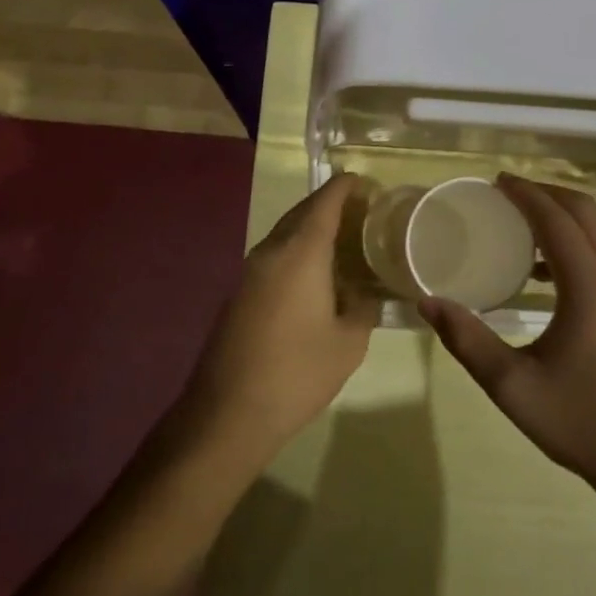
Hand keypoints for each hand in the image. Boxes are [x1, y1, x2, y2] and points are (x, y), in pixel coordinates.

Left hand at [183, 174, 379, 466]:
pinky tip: (315, 276)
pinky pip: (274, 258)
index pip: (325, 202)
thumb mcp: (349, 342)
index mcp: (301, 253)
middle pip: (302, 213)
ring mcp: (249, 272)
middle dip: (330, 205)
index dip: (346, 187)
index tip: (366, 182)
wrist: (228, 413)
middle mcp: (271, 252)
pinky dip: (297, 253)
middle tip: (362, 212)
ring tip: (343, 241)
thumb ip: (363, 308)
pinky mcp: (239, 294)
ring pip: (285, 235)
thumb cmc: (298, 372)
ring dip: (312, 230)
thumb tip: (365, 294)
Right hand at [421, 175, 595, 500]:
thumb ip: (467, 340)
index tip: (495, 181)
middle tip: (507, 192)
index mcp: (589, 287)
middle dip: (547, 194)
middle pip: (585, 213)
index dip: (525, 194)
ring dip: (564, 217)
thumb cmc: (581, 422)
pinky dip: (576, 243)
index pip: (556, 221)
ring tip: (520, 223)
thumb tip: (427, 303)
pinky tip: (543, 272)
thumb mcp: (512, 386)